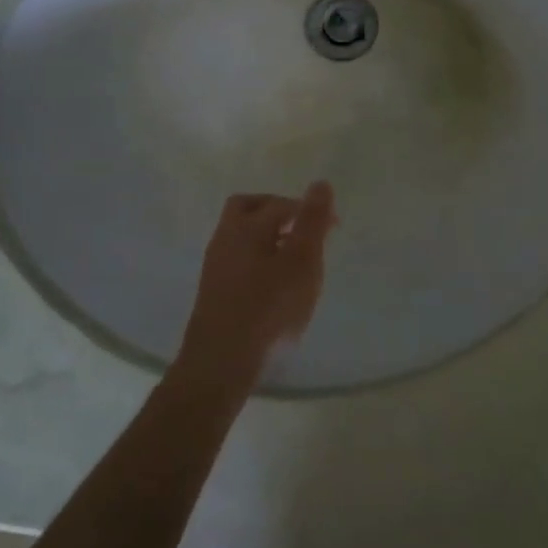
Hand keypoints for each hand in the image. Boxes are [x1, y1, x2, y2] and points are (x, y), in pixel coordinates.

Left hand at [175, 183, 336, 390]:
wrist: (220, 364)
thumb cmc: (268, 310)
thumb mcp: (301, 262)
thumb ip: (312, 222)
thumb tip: (320, 183)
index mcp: (246, 226)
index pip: (281, 203)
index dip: (310, 210)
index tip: (334, 227)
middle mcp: (225, 238)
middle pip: (249, 208)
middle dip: (278, 211)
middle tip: (304, 230)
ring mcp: (215, 266)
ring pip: (242, 236)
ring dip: (269, 237)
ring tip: (295, 261)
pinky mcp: (213, 292)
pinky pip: (239, 260)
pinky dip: (259, 259)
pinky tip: (275, 286)